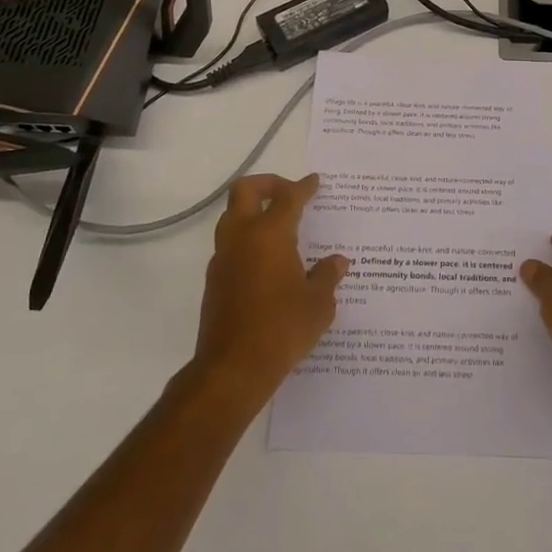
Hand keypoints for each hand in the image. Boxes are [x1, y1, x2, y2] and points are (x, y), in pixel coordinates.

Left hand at [192, 174, 349, 407]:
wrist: (232, 369)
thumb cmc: (282, 328)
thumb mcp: (318, 303)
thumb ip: (327, 276)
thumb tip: (337, 262)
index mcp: (269, 234)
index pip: (287, 197)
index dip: (303, 187)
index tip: (314, 182)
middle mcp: (241, 237)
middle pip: (245, 190)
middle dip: (268, 184)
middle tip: (289, 194)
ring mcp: (223, 258)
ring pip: (232, 216)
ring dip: (254, 212)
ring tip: (280, 228)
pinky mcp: (214, 281)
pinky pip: (230, 245)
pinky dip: (248, 240)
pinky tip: (268, 262)